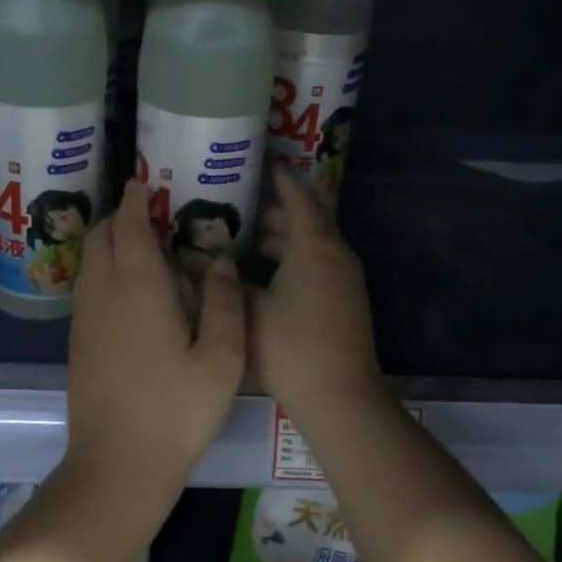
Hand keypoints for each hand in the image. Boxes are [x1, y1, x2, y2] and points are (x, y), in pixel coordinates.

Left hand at [64, 178, 244, 485]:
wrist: (117, 465)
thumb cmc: (176, 411)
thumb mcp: (221, 358)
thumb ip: (224, 302)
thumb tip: (218, 262)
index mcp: (138, 286)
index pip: (130, 225)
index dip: (136, 199)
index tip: (145, 182)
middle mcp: (102, 292)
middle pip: (101, 236)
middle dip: (122, 217)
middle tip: (154, 217)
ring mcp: (84, 318)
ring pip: (90, 262)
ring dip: (111, 245)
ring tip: (146, 251)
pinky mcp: (77, 342)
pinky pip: (88, 287)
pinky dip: (104, 272)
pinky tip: (132, 293)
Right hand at [250, 162, 383, 425]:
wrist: (340, 397)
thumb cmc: (292, 347)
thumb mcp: (250, 311)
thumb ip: (230, 283)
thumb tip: (216, 266)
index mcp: (315, 246)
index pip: (298, 198)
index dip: (279, 179)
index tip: (260, 163)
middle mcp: (335, 255)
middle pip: (306, 221)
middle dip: (274, 211)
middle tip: (237, 206)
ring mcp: (344, 281)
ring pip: (311, 246)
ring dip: (282, 240)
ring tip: (243, 240)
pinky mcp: (344, 303)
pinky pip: (316, 266)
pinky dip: (291, 261)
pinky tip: (263, 276)